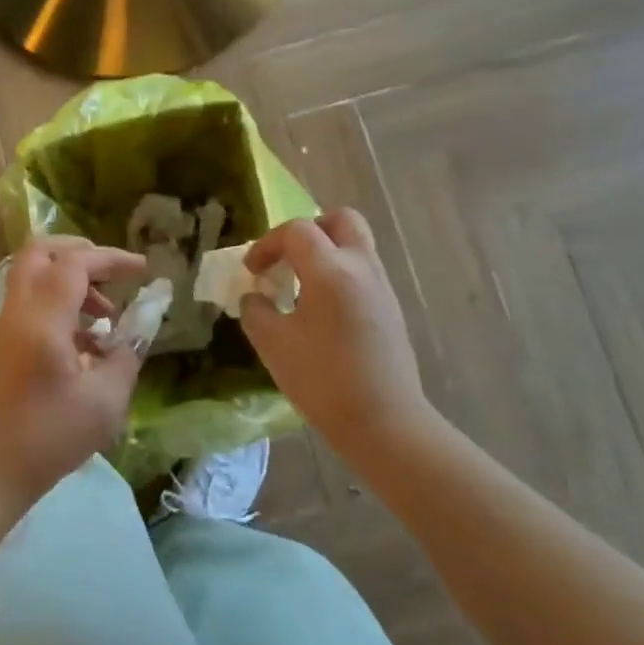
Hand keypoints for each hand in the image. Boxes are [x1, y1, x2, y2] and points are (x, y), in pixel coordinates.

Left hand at [0, 238, 146, 517]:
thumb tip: (141, 328)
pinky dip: (60, 304)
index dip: (112, 258)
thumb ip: (126, 356)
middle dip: (80, 253)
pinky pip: (31, 303)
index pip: (75, 263)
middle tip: (112, 275)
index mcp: (43, 319)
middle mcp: (19, 312)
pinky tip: (87, 344)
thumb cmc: (48, 438)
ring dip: (71, 281)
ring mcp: (6, 327)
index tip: (143, 269)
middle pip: (40, 252)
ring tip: (106, 316)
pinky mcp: (4, 344)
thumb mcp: (104, 402)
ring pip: (33, 276)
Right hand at [239, 210, 435, 450]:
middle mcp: (362, 267)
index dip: (267, 244)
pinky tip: (322, 311)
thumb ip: (256, 310)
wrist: (385, 424)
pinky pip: (364, 271)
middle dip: (309, 230)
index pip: (296, 230)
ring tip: (301, 286)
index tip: (252, 272)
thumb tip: (255, 297)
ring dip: (326, 252)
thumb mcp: (273, 344)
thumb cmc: (323, 381)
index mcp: (331, 270)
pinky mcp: (391, 309)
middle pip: (340, 220)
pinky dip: (340, 274)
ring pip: (356, 244)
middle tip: (288, 259)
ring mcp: (382, 287)